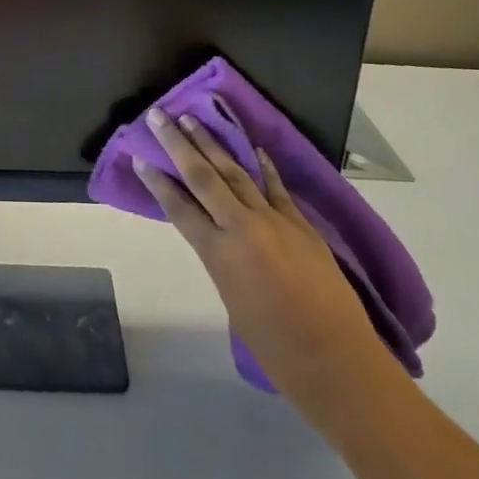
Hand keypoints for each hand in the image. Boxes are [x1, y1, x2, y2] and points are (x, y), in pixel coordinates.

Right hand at [136, 108, 397, 414]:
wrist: (339, 364)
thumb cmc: (277, 351)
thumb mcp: (232, 302)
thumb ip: (222, 262)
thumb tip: (219, 239)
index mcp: (219, 254)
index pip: (179, 208)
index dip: (157, 182)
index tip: (139, 157)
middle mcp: (242, 228)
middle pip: (203, 177)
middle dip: (177, 143)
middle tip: (157, 115)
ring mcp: (274, 221)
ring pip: (236, 172)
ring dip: (212, 143)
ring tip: (193, 120)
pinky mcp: (301, 224)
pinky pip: (276, 187)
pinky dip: (262, 166)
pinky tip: (252, 147)